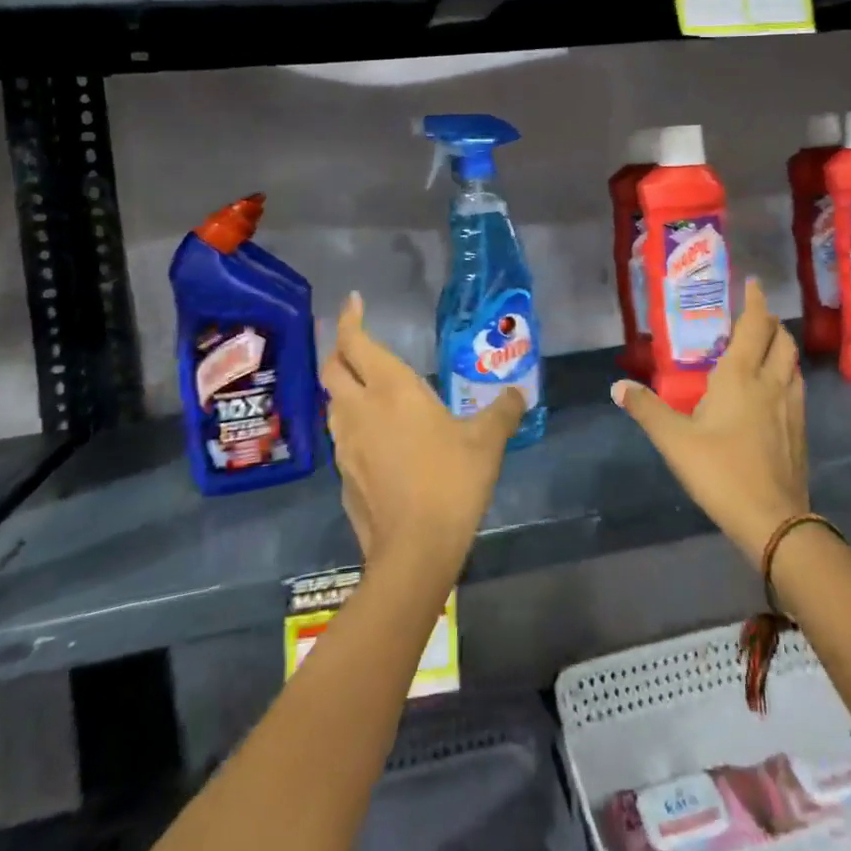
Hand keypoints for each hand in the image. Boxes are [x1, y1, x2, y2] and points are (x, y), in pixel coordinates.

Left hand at [322, 292, 523, 575]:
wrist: (414, 549)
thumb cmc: (451, 480)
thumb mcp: (487, 441)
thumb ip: (502, 411)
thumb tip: (517, 394)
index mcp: (391, 389)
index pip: (356, 343)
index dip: (350, 319)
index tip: (353, 302)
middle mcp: (360, 409)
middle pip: (332, 369)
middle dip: (341, 350)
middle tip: (360, 343)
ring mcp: (346, 445)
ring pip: (333, 403)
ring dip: (344, 388)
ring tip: (369, 387)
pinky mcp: (343, 476)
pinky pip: (342, 436)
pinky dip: (353, 424)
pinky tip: (377, 436)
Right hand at [613, 278, 808, 563]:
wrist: (774, 520)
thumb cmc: (721, 471)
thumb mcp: (675, 441)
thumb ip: (647, 410)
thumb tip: (618, 386)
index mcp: (741, 375)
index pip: (754, 325)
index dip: (755, 301)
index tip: (754, 283)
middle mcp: (771, 382)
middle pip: (781, 339)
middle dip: (770, 322)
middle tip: (754, 316)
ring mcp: (791, 406)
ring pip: (793, 363)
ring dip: (782, 346)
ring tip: (764, 347)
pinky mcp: (801, 430)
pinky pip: (796, 387)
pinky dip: (787, 374)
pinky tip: (774, 391)